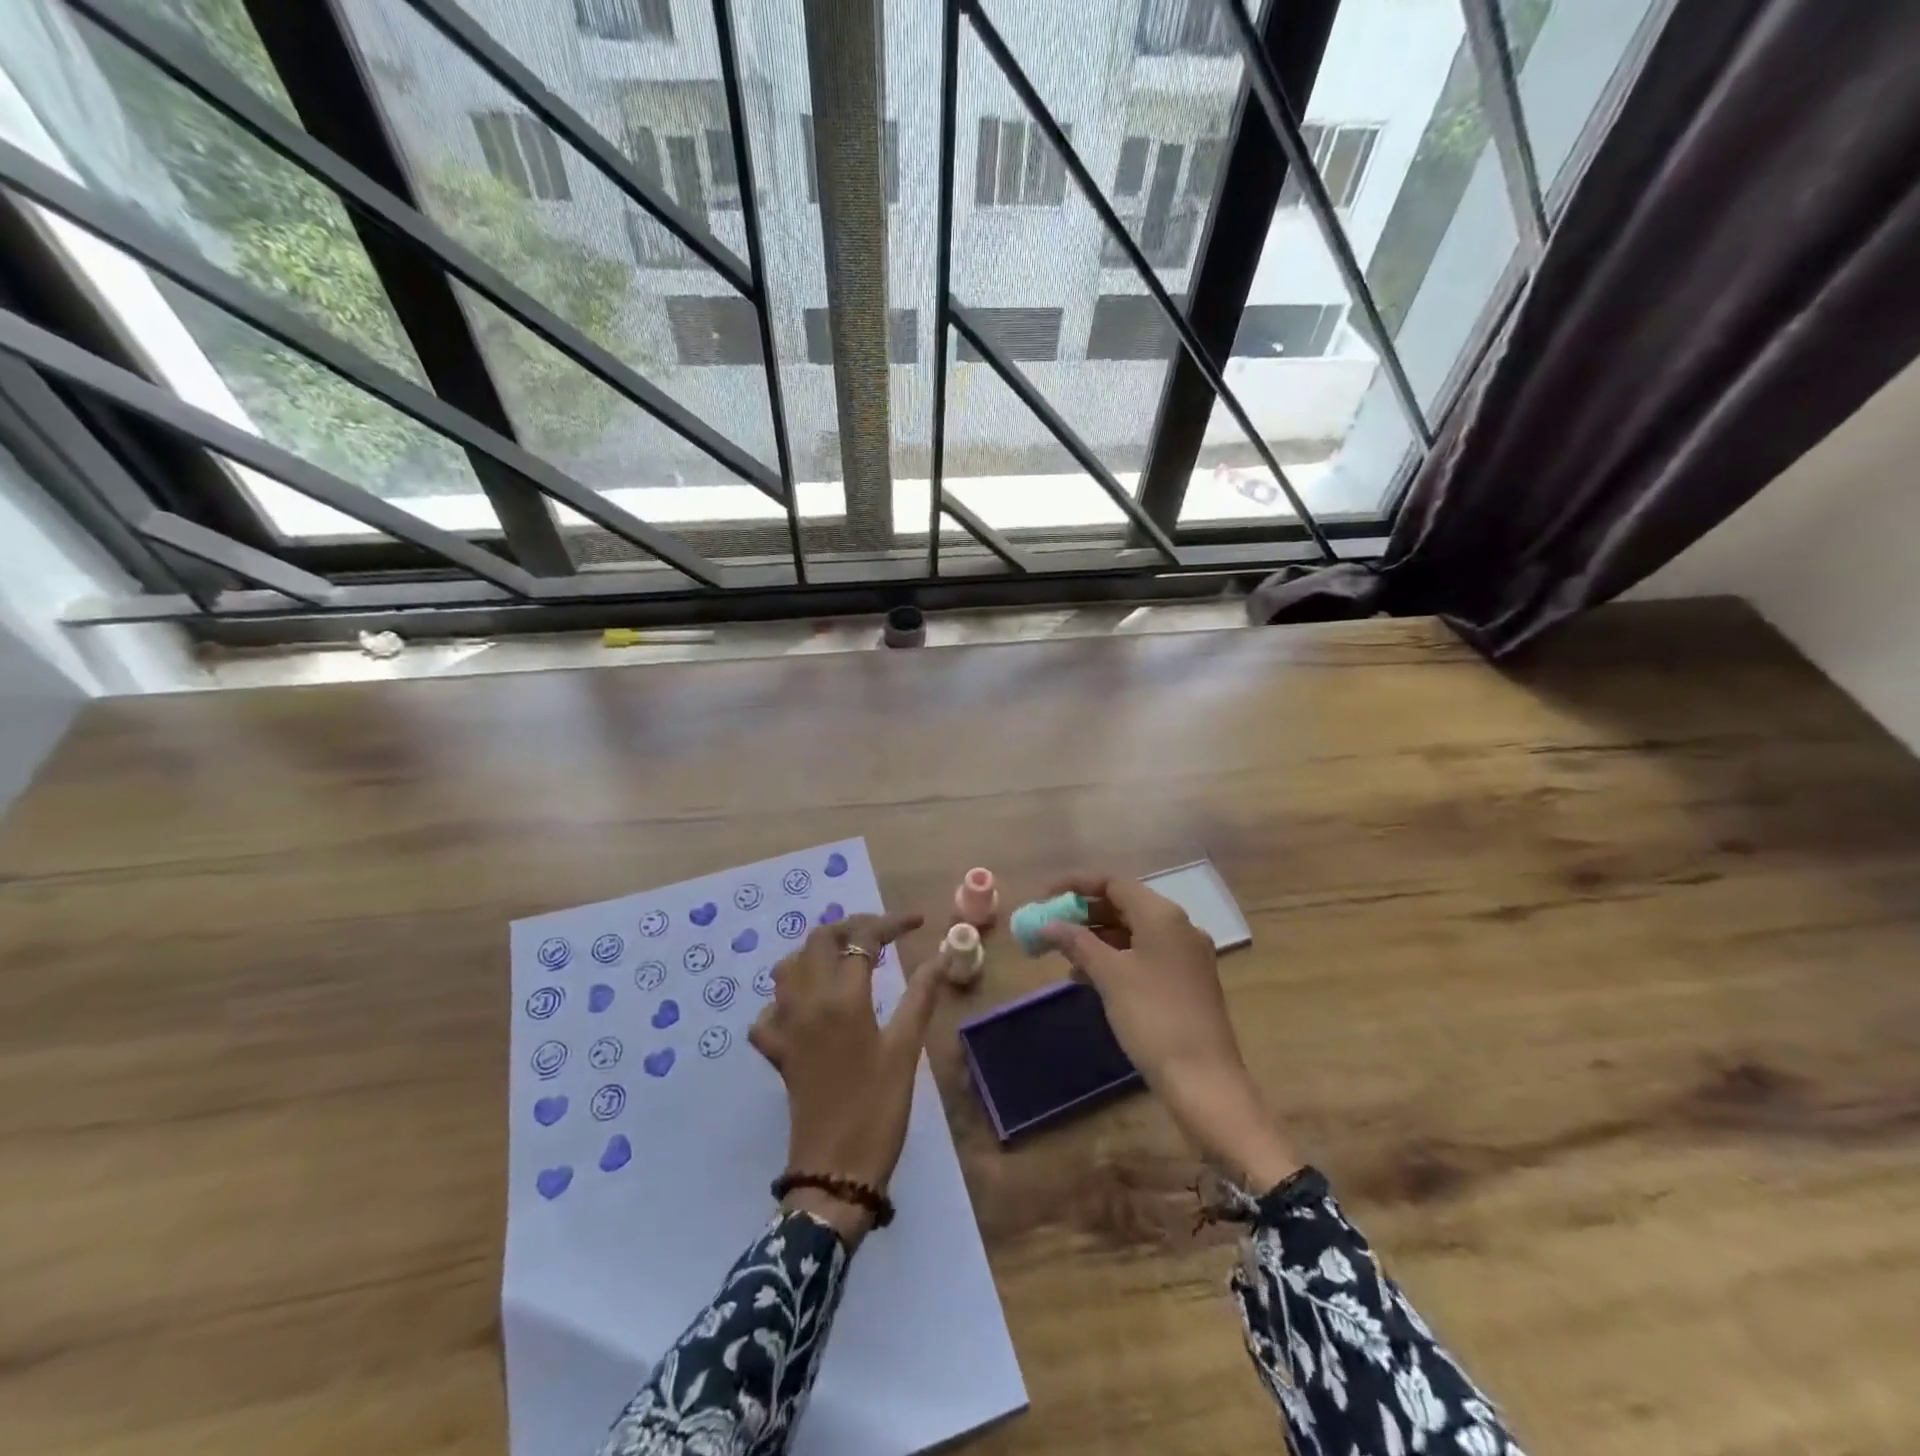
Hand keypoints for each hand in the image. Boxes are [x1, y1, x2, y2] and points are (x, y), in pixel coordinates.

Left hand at [749, 912, 943, 1245]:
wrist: (835, 1171)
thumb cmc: (878, 1108)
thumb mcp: (906, 1049)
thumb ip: (921, 995)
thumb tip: (942, 955)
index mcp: (842, 997)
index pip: (863, 938)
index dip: (891, 923)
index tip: (917, 923)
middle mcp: (807, 1001)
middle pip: (819, 940)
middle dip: (851, 927)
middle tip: (882, 935)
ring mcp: (785, 1025)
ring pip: (788, 966)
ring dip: (815, 953)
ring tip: (846, 959)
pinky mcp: (776, 1051)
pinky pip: (769, 1011)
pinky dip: (787, 998)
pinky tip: (809, 1007)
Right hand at [1039, 874, 1300, 1189]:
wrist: (1204, 1080)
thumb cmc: (1153, 1018)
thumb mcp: (1109, 976)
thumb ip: (1077, 943)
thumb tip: (1048, 924)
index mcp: (1163, 915)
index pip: (1113, 883)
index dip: (1076, 885)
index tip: (1045, 896)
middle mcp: (1179, 927)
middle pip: (1124, 905)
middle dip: (1084, 913)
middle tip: (1051, 925)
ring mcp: (1186, 955)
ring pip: (1133, 932)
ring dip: (1097, 938)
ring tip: (1063, 955)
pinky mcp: (1186, 981)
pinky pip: (1144, 955)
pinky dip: (1115, 958)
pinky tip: (1088, 978)